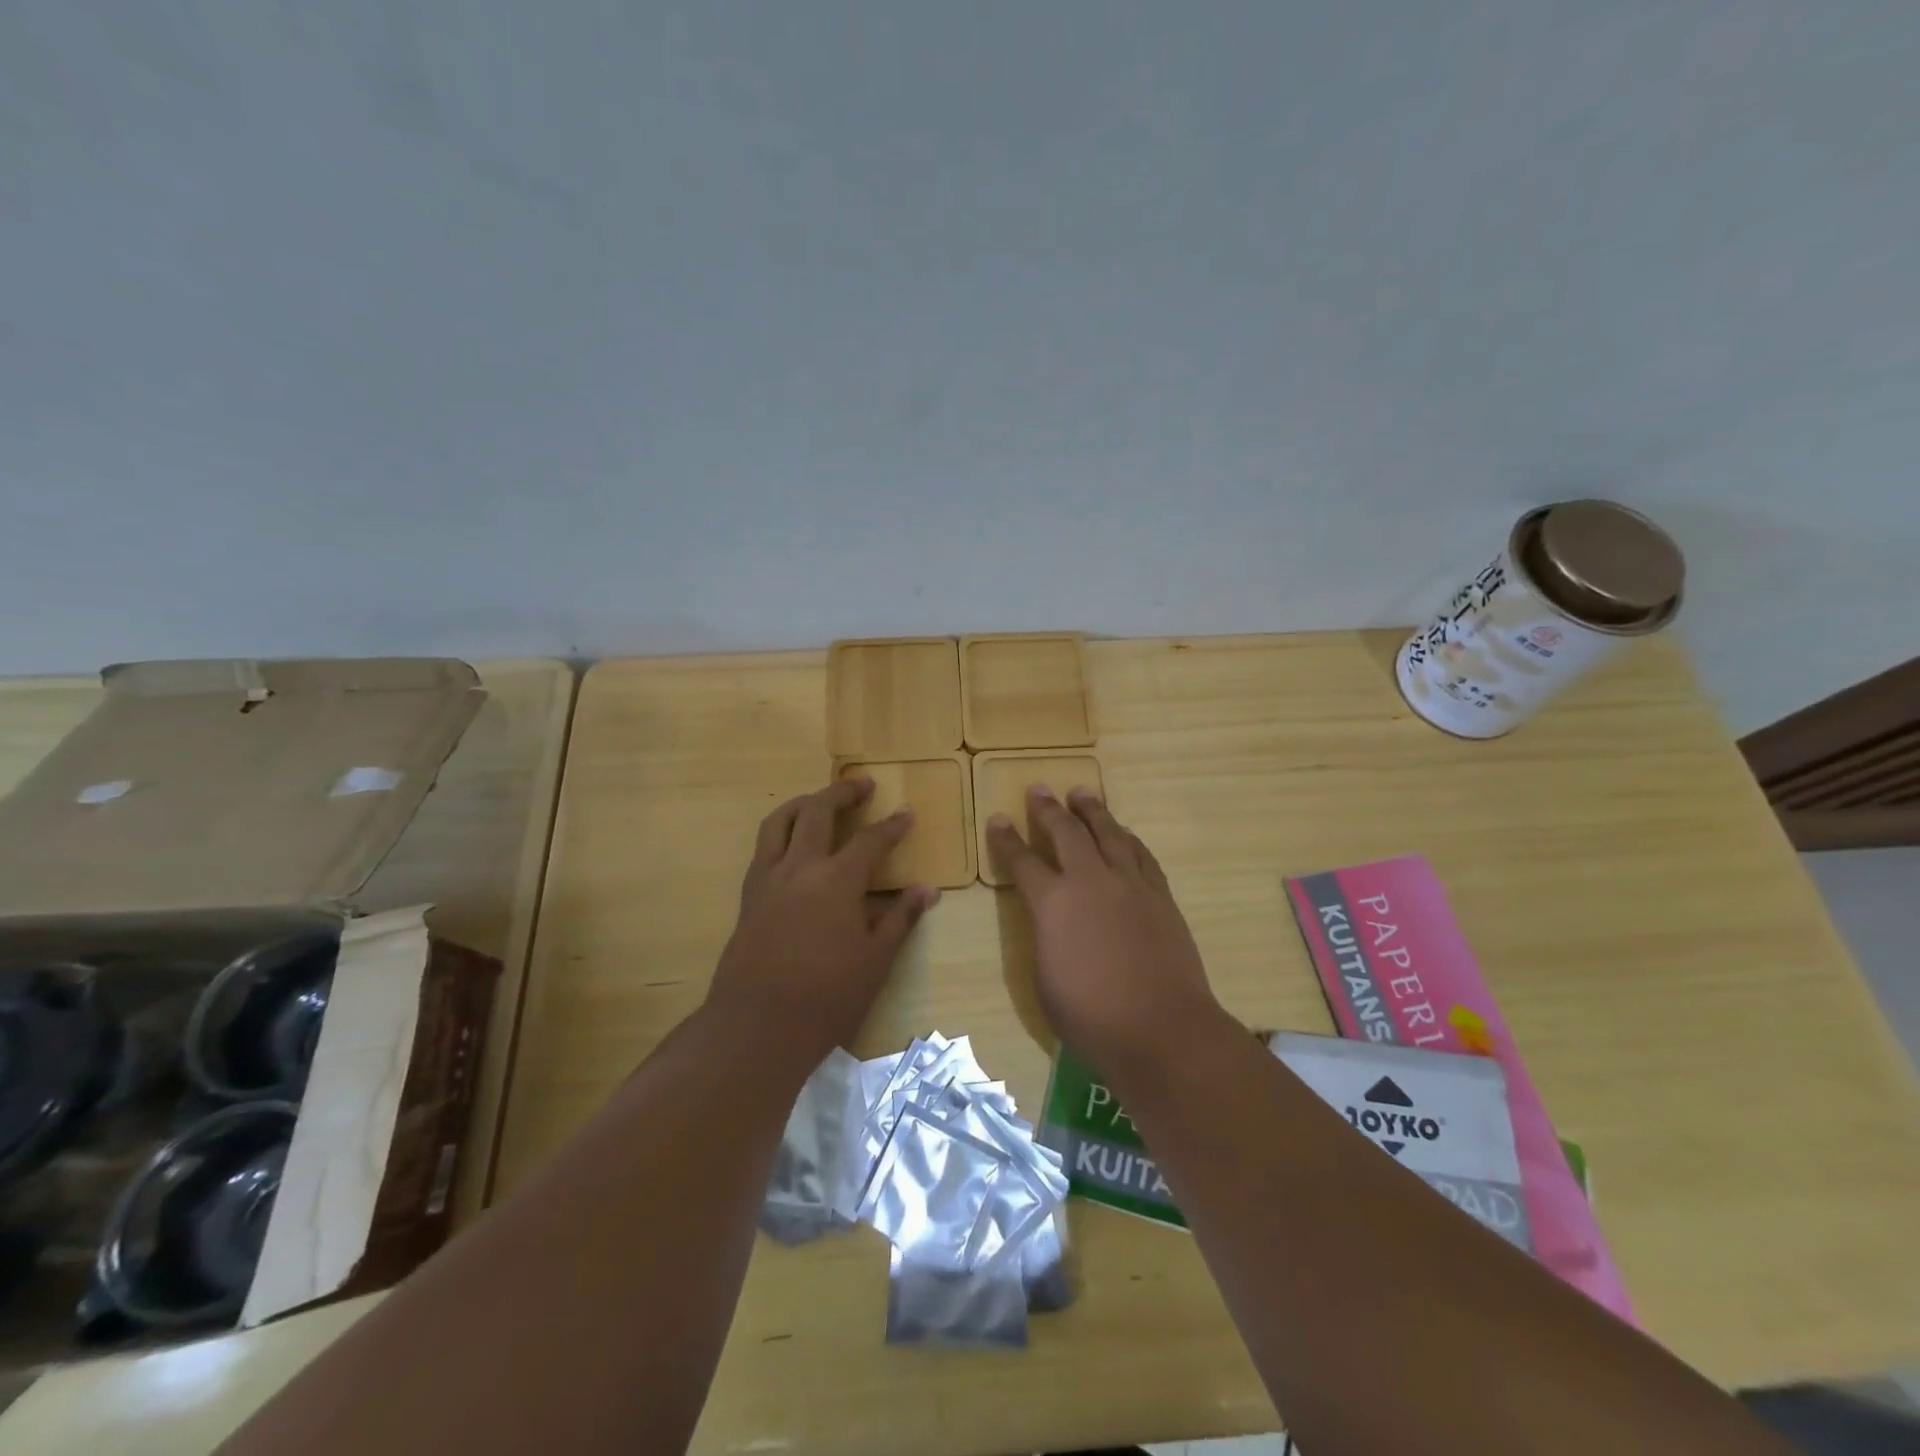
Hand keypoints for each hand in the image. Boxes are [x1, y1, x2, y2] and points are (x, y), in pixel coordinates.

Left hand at [708, 778, 938, 1061]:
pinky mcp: (748, 896)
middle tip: (862, 785)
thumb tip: (927, 890)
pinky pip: (763, 847)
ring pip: (780, 821)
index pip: (871, 840)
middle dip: (842, 792)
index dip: (892, 826)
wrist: (756, 1026)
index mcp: (837, 880)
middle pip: (818, 811)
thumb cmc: (826, 996)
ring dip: (803, 803)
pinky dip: (780, 831)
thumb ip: (900, 918)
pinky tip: (791, 844)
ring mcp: (768, 879)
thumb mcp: (875, 961)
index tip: (906, 814)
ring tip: (819, 800)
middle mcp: (800, 867)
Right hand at [986, 786, 1223, 1072]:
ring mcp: (1129, 884)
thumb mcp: (1045, 980)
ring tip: (1082, 793)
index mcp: (1052, 904)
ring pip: (1109, 833)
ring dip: (1092, 810)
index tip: (998, 819)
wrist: (1162, 1028)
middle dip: (1049, 809)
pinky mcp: (1160, 895)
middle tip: (1039, 789)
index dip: (1006, 840)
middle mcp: (1090, 881)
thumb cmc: (1092, 1016)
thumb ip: (1045, 940)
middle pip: (1067, 832)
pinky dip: (1127, 838)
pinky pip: (1140, 854)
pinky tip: (1123, 833)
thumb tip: (1053, 923)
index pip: (1022, 862)